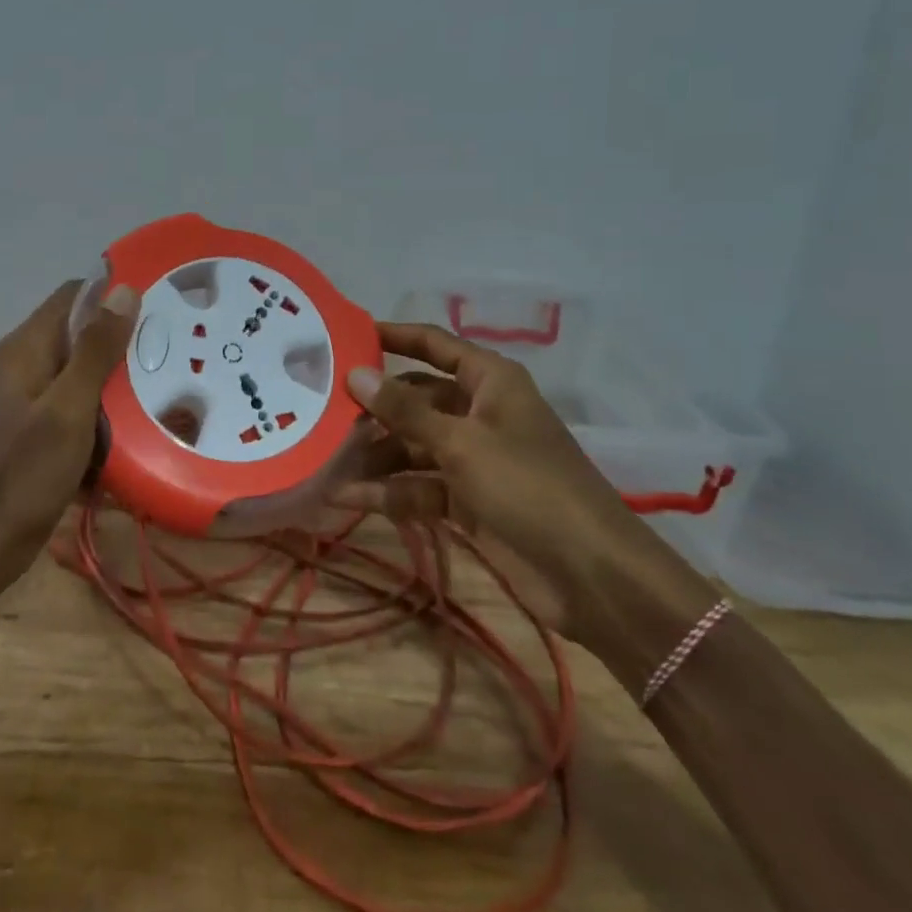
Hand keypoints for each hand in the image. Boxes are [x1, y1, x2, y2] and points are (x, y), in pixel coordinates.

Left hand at [0, 279, 138, 586]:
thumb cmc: (23, 477)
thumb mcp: (68, 410)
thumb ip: (95, 350)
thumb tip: (123, 289)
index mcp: (25, 349)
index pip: (75, 295)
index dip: (115, 295)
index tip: (162, 308)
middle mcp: (23, 365)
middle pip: (81, 335)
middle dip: (124, 346)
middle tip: (174, 358)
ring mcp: (27, 400)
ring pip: (83, 375)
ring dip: (118, 385)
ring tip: (164, 395)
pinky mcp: (34, 432)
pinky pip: (77, 409)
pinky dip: (103, 417)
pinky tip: (134, 435)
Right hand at [345, 322, 690, 647]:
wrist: (591, 574)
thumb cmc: (528, 485)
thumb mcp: (461, 442)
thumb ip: (404, 410)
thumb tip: (355, 373)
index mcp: (489, 382)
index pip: (433, 345)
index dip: (392, 337)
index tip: (344, 336)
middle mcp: (479, 412)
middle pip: (416, 400)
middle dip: (373, 408)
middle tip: (320, 411)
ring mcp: (474, 459)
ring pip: (413, 446)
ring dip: (374, 456)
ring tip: (324, 461)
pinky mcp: (469, 501)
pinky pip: (420, 486)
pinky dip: (389, 492)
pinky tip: (346, 498)